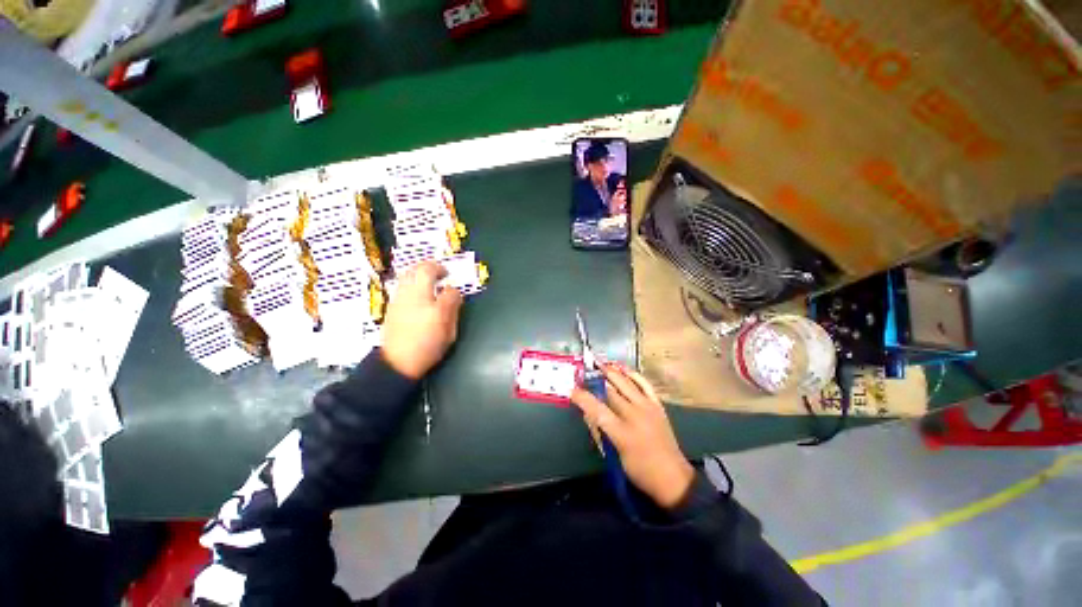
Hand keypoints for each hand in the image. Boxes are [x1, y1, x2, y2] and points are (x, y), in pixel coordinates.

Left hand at [380, 261, 463, 379]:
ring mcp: (399, 299)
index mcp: (428, 300)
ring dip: (419, 271)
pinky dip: (411, 281)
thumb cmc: (427, 346)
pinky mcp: (391, 306)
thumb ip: (452, 307)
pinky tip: (418, 290)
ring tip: (429, 277)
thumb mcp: (448, 331)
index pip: (441, 282)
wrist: (397, 362)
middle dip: (432, 266)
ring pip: (408, 274)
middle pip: (419, 269)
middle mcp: (411, 295)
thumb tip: (453, 293)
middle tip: (441, 271)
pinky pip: (402, 284)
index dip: (450, 281)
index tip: (453, 284)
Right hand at [571, 365, 694, 509]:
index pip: (597, 409)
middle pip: (610, 391)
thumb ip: (601, 432)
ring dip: (611, 372)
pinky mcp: (657, 406)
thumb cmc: (639, 470)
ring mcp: (648, 408)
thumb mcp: (614, 455)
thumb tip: (589, 413)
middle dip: (595, 380)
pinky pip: (644, 384)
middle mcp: (635, 415)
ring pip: (626, 383)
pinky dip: (633, 375)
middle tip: (584, 372)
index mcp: (622, 432)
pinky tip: (623, 369)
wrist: (673, 478)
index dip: (583, 398)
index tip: (572, 390)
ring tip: (600, 363)